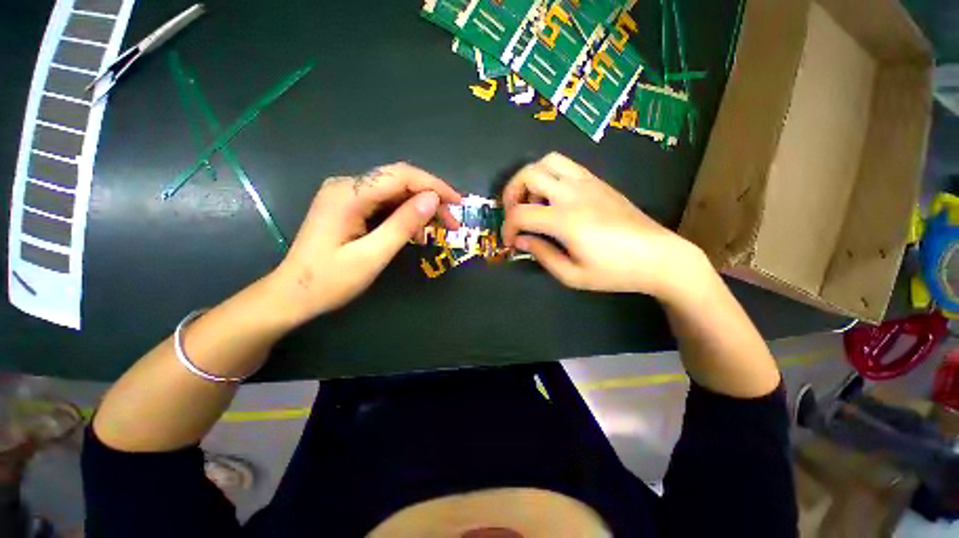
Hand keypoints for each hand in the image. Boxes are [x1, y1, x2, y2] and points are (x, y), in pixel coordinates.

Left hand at [271, 163, 461, 319]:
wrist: (292, 295)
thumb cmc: (329, 281)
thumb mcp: (372, 256)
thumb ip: (402, 225)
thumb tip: (432, 200)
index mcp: (349, 194)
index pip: (401, 176)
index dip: (434, 186)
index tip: (458, 203)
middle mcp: (347, 186)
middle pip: (399, 182)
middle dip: (430, 198)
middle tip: (452, 223)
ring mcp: (347, 195)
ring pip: (395, 192)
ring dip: (419, 209)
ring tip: (436, 231)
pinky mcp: (349, 206)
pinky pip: (385, 204)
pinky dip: (404, 216)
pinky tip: (414, 233)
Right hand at [501, 153, 708, 300]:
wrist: (658, 256)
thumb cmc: (615, 271)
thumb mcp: (572, 275)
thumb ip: (542, 255)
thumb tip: (521, 240)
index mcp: (565, 220)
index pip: (520, 214)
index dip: (507, 228)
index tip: (510, 242)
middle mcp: (573, 193)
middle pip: (528, 174)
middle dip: (511, 192)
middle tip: (513, 213)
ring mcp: (587, 182)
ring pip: (548, 161)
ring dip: (531, 178)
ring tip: (533, 201)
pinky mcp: (598, 181)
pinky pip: (566, 166)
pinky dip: (549, 176)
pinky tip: (554, 198)